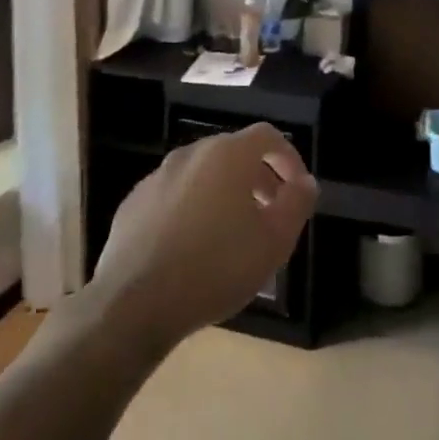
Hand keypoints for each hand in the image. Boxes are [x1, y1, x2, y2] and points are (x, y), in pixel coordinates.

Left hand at [87, 123, 316, 354]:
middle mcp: (191, 154)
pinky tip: (193, 246)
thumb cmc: (216, 267)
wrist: (135, 303)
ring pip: (202, 174)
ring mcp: (157, 176)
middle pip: (234, 153)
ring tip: (233, 232)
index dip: (289, 158)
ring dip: (224, 192)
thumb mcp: (275, 241)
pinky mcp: (134, 203)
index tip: (297, 189)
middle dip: (258, 177)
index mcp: (228, 155)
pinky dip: (192, 208)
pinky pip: (174, 195)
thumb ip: (297, 203)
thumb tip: (304, 182)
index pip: (268, 136)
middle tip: (270, 212)